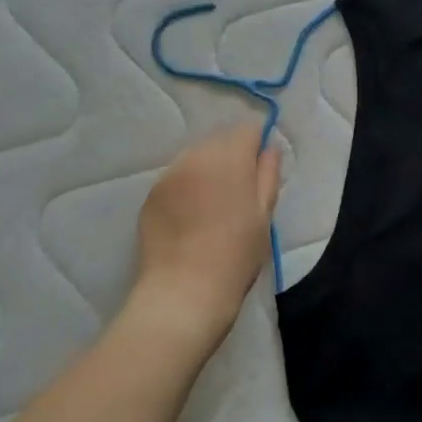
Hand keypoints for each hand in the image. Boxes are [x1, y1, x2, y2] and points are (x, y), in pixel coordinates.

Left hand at [129, 123, 280, 350]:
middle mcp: (195, 156)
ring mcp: (169, 174)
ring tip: (212, 207)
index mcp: (229, 158)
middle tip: (238, 193)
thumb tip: (270, 148)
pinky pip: (176, 178)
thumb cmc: (235, 256)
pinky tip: (191, 218)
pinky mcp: (151, 195)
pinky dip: (186, 188)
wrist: (184, 291)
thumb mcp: (264, 216)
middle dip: (231, 157)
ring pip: (195, 158)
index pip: (247, 130)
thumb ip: (268, 175)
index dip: (257, 146)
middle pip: (219, 141)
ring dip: (207, 171)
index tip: (260, 171)